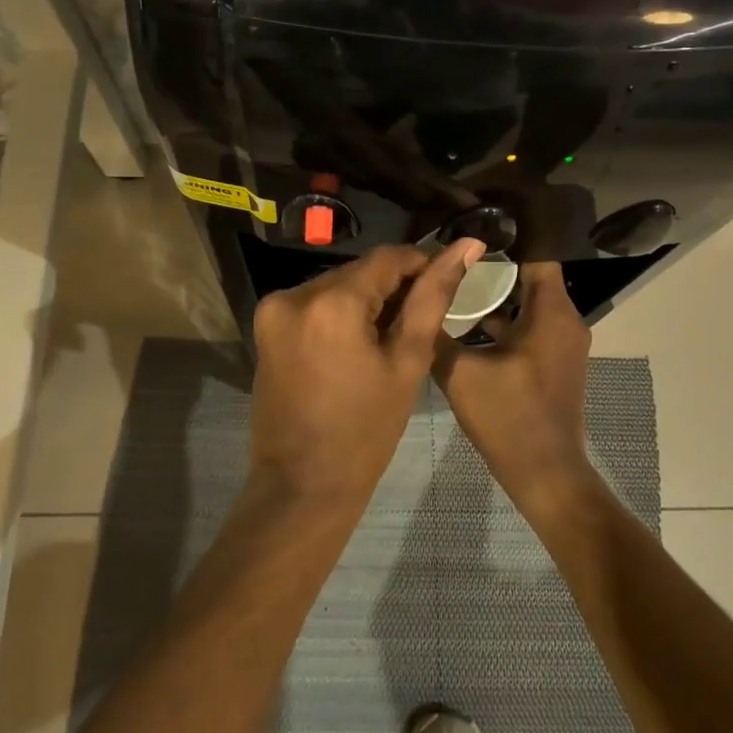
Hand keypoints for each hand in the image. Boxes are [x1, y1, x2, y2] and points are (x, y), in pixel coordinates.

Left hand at [249, 240, 485, 515]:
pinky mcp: (265, 326)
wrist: (301, 486)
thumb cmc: (365, 432)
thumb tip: (466, 246)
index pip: (387, 258)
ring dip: (365, 299)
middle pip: (359, 271)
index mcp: (332, 303)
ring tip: (391, 336)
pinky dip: (339, 313)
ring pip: (336, 285)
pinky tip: (358, 342)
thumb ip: (433, 298)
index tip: (445, 282)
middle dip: (392, 286)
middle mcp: (295, 294)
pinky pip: (314, 303)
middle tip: (421, 318)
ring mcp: (274, 310)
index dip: (421, 263)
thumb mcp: (408, 363)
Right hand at [434, 262, 595, 515]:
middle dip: (492, 271)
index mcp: (551, 312)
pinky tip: (468, 329)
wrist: (546, 475)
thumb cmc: (508, 417)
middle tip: (451, 264)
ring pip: (529, 306)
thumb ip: (437, 336)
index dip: (504, 244)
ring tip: (454, 291)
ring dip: (496, 300)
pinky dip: (506, 325)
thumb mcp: (462, 374)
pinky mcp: (556, 364)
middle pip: (529, 279)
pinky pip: (532, 329)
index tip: (467, 239)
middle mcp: (566, 321)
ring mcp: (563, 344)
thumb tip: (416, 304)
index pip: (536, 256)